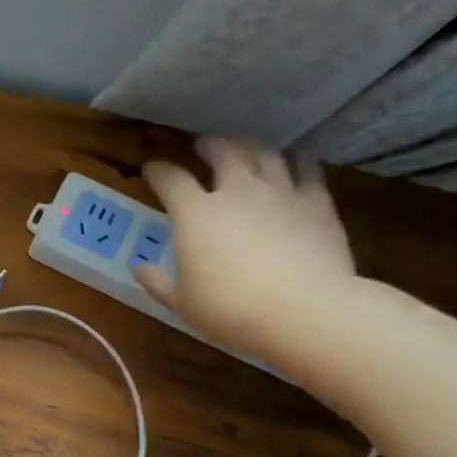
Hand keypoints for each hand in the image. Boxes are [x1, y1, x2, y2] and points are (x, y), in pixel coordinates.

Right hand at [134, 138, 357, 359]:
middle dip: (210, 145)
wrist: (304, 311)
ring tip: (247, 148)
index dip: (158, 170)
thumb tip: (139, 269)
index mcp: (196, 213)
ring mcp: (280, 193)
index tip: (152, 169)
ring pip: (266, 154)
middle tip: (205, 145)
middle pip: (223, 151)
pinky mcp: (317, 203)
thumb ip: (159, 283)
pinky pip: (309, 170)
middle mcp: (237, 191)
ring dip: (252, 147)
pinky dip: (300, 161)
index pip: (170, 179)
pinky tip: (299, 160)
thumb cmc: (231, 310)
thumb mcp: (183, 303)